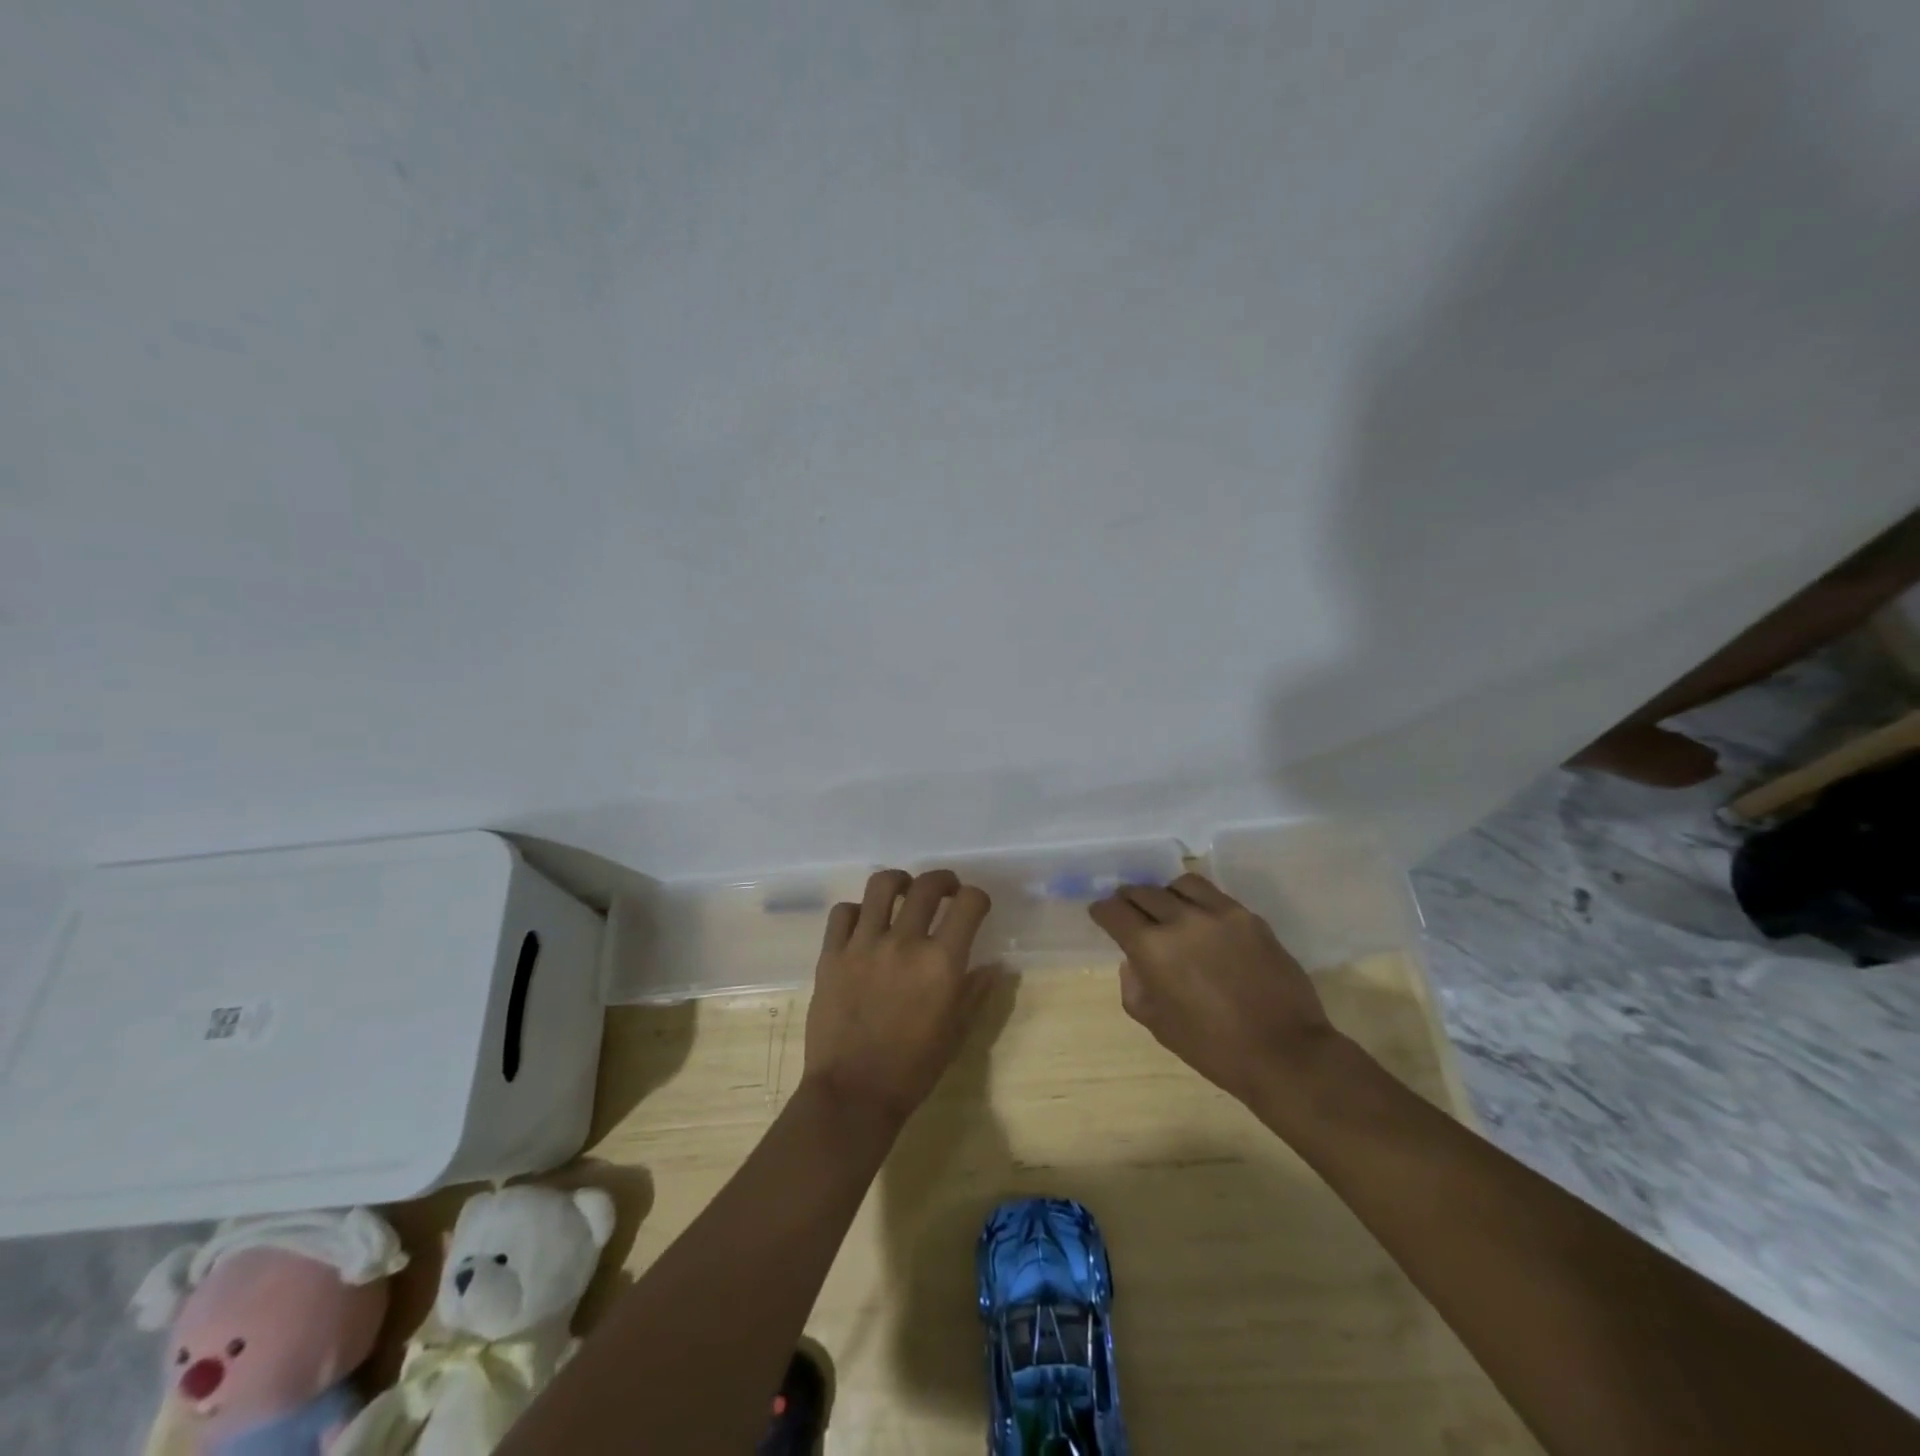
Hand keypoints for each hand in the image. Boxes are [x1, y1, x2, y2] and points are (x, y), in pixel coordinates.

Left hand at [801, 868, 996, 1125]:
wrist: (853, 1094)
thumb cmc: (913, 1069)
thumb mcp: (956, 1033)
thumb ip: (976, 992)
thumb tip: (994, 965)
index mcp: (941, 962)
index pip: (969, 904)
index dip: (977, 898)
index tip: (975, 906)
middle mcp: (904, 942)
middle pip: (927, 885)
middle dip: (944, 881)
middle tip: (946, 891)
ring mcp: (863, 945)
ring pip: (881, 885)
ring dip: (899, 882)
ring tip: (902, 891)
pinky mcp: (831, 954)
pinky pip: (842, 912)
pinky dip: (856, 911)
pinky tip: (863, 923)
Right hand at [1088, 873, 1335, 1106]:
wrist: (1284, 1053)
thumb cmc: (1213, 1048)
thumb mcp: (1158, 1025)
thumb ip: (1134, 987)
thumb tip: (1134, 961)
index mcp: (1152, 948)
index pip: (1114, 912)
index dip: (1102, 911)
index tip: (1101, 915)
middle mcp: (1181, 920)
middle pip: (1143, 892)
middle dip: (1129, 899)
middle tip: (1129, 910)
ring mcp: (1219, 914)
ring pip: (1180, 884)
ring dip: (1165, 894)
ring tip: (1168, 908)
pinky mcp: (1249, 917)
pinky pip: (1215, 895)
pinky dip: (1198, 901)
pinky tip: (1202, 920)